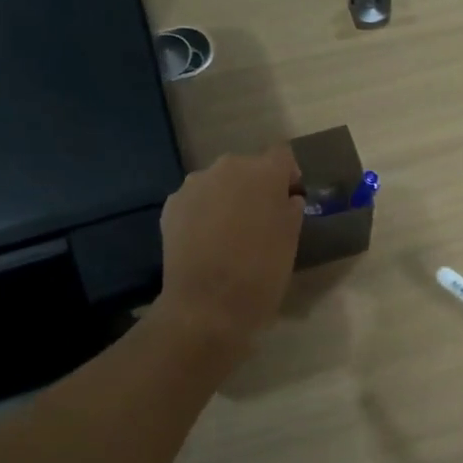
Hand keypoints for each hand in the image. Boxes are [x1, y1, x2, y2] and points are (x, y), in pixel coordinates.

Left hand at [155, 146, 303, 350]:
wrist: (205, 306)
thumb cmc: (260, 273)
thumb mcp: (291, 241)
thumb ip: (291, 210)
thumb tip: (287, 199)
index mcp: (263, 172)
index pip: (282, 156)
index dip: (288, 176)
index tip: (290, 200)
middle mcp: (227, 167)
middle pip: (248, 167)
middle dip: (256, 187)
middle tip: (261, 220)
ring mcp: (194, 185)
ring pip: (219, 183)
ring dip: (228, 198)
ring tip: (230, 233)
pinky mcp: (171, 205)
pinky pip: (196, 200)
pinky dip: (204, 213)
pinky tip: (206, 242)